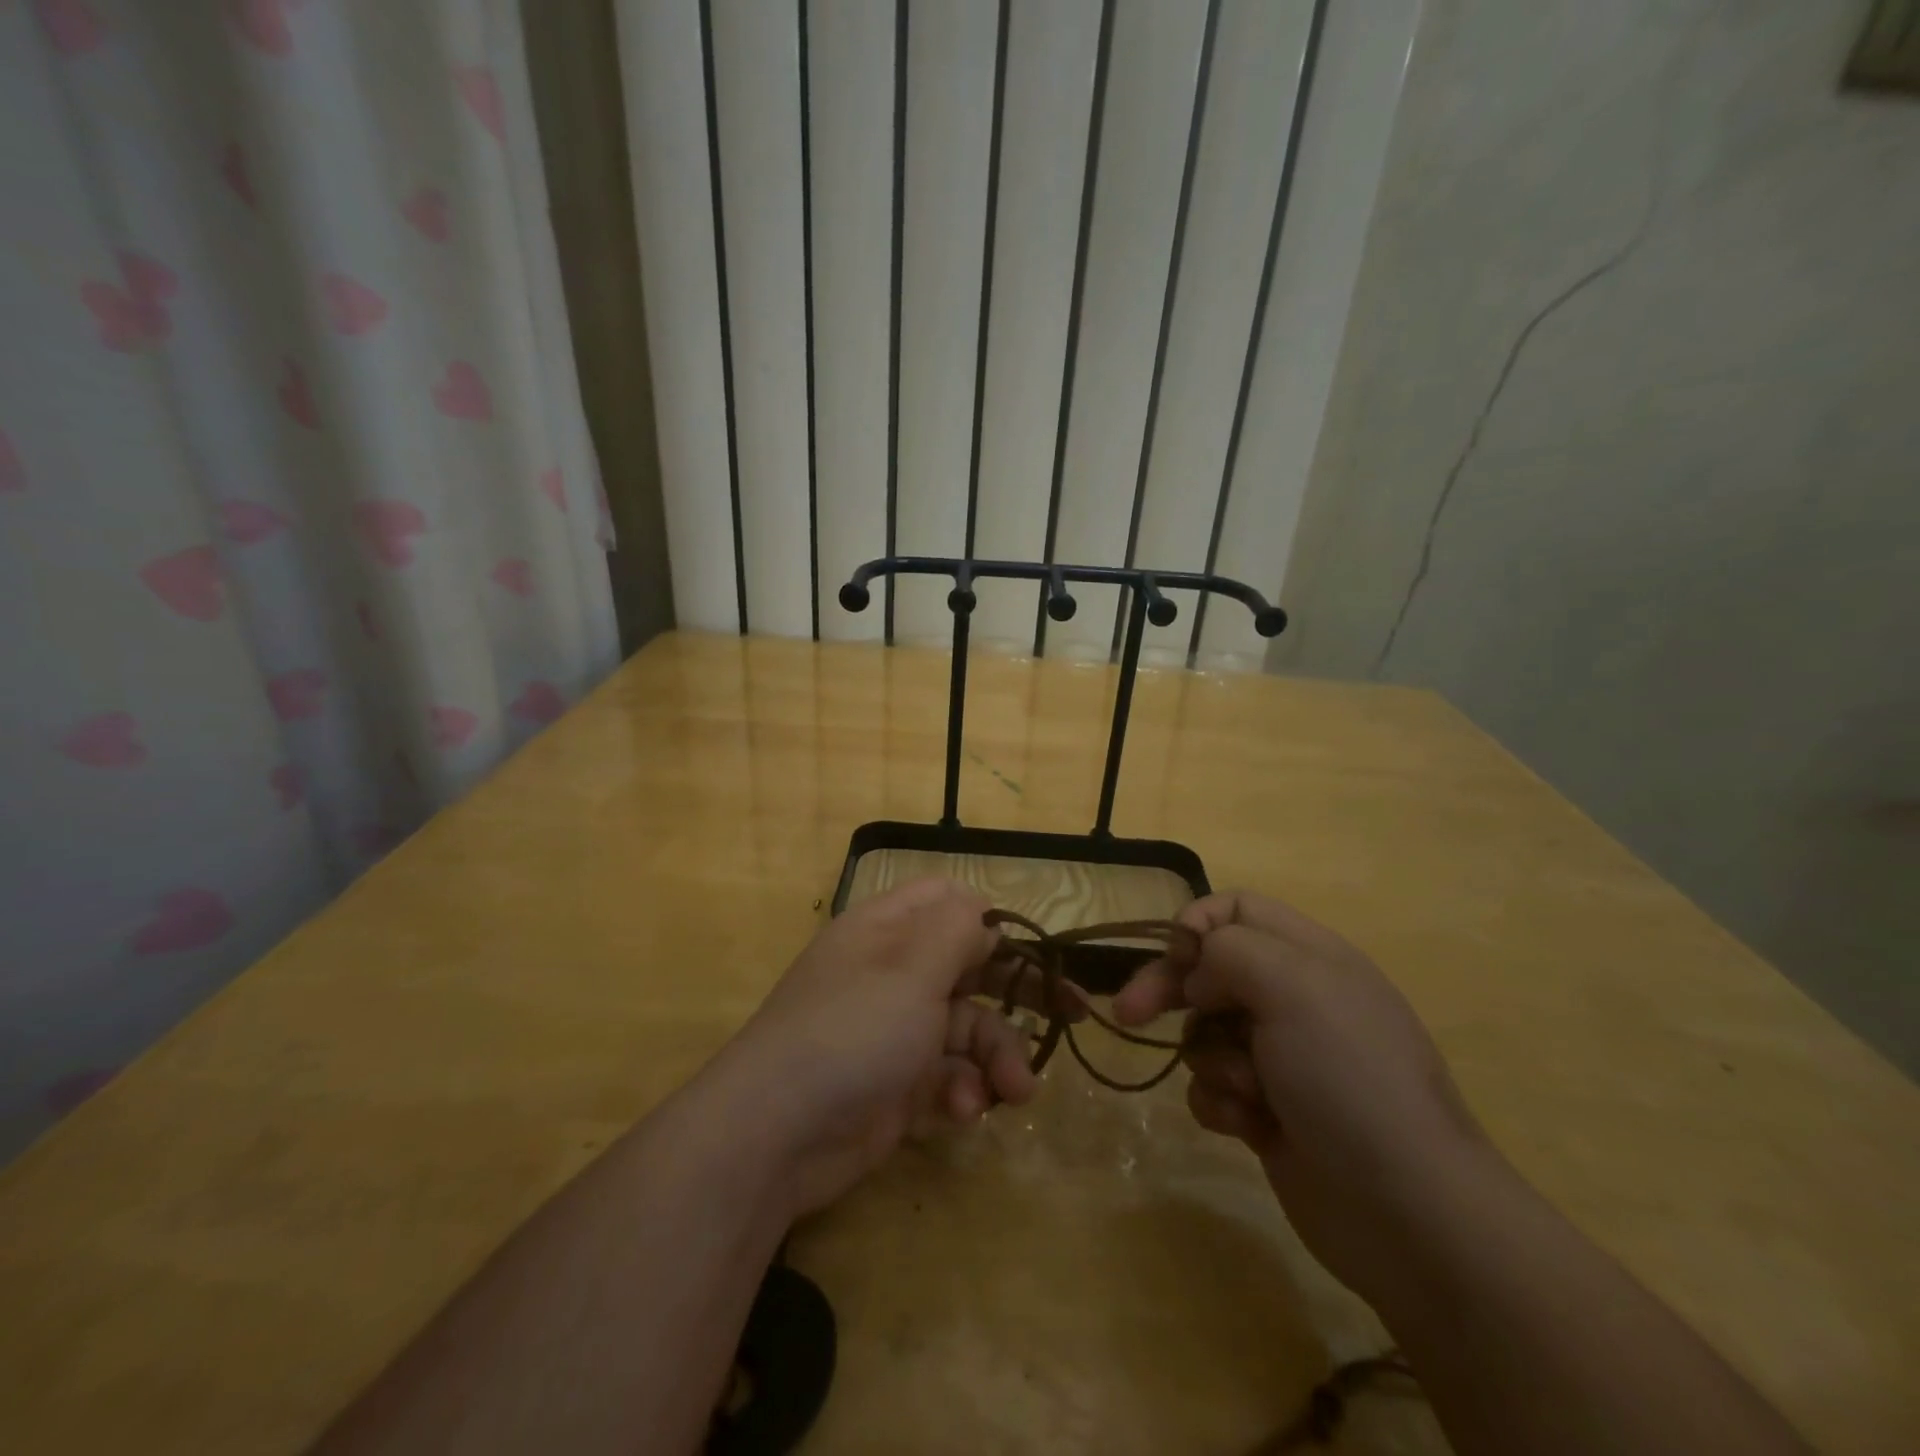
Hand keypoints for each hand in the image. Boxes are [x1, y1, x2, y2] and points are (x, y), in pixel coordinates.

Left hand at [716, 879, 1043, 1216]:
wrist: (776, 1135)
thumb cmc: (852, 1030)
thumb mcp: (912, 968)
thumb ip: (958, 931)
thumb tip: (984, 917)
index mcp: (888, 930)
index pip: (948, 902)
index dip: (991, 921)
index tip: (1031, 951)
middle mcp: (892, 973)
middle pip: (969, 967)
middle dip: (1016, 995)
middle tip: (1072, 1016)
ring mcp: (894, 1031)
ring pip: (967, 1029)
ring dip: (996, 1057)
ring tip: (1014, 1092)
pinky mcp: (897, 1085)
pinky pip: (948, 1075)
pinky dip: (964, 1090)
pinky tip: (964, 1111)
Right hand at [1114, 890, 1493, 1299]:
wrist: (1407, 1212)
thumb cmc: (1348, 1078)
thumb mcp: (1294, 986)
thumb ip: (1230, 950)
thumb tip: (1198, 975)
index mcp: (1309, 957)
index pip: (1236, 909)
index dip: (1198, 925)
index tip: (1177, 960)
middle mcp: (1293, 999)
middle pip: (1207, 970)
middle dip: (1168, 989)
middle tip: (1128, 1012)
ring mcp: (1280, 1058)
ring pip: (1204, 1031)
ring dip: (1210, 1059)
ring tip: (1247, 1092)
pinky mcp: (1266, 1110)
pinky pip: (1212, 1085)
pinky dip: (1221, 1102)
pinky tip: (1249, 1126)